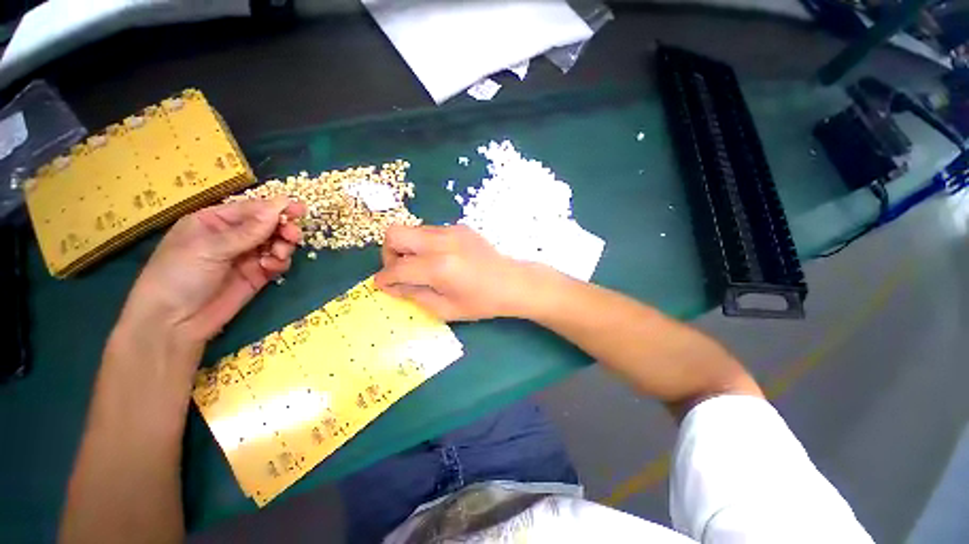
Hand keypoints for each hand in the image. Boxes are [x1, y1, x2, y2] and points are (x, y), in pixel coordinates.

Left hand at [119, 197, 304, 349]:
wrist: (174, 323)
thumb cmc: (179, 276)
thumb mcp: (210, 248)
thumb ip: (248, 230)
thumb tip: (280, 206)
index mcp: (214, 221)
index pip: (252, 209)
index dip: (276, 208)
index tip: (300, 209)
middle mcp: (233, 236)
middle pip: (268, 225)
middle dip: (283, 229)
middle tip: (293, 236)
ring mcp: (246, 256)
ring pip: (276, 243)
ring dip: (283, 246)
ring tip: (279, 255)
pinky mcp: (257, 275)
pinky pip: (277, 262)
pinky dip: (280, 263)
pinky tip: (272, 268)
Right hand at [375, 224, 540, 320]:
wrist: (512, 282)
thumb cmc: (482, 302)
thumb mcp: (446, 309)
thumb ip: (414, 296)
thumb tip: (391, 285)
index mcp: (439, 267)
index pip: (397, 268)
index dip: (383, 278)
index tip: (381, 285)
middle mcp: (442, 242)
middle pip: (395, 233)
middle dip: (389, 253)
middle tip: (401, 271)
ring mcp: (452, 231)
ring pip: (412, 230)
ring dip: (407, 248)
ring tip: (422, 266)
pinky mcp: (459, 227)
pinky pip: (430, 231)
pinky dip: (425, 244)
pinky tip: (440, 259)